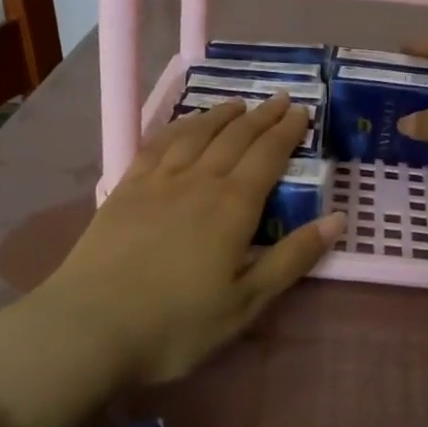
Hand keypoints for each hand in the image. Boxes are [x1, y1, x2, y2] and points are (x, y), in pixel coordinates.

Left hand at [37, 95, 342, 384]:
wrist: (90, 327)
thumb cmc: (176, 324)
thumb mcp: (246, 303)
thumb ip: (292, 258)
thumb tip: (337, 219)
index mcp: (232, 206)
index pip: (268, 156)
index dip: (287, 131)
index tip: (302, 112)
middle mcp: (198, 181)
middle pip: (235, 137)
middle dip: (262, 116)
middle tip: (281, 98)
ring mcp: (157, 181)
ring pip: (196, 133)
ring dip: (221, 114)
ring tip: (238, 103)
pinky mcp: (125, 189)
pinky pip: (157, 144)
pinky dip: (177, 127)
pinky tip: (183, 124)